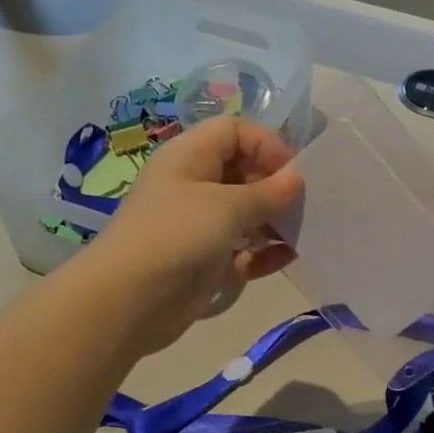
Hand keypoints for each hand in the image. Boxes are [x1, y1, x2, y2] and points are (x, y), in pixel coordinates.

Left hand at [76, 116, 303, 354]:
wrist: (128, 300)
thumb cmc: (178, 235)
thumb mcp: (228, 206)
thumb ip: (268, 192)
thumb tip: (297, 178)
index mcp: (189, 157)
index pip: (233, 132)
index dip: (266, 144)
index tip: (293, 173)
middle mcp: (192, 186)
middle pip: (242, 173)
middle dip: (275, 187)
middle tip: (304, 206)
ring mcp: (198, 227)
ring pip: (244, 215)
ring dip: (274, 222)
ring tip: (303, 233)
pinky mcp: (204, 264)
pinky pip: (241, 252)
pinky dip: (263, 253)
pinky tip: (289, 258)